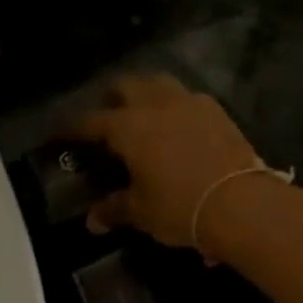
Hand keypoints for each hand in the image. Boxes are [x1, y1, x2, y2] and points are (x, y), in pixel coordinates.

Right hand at [70, 75, 263, 248]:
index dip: (72, 127)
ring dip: (145, 92)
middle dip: (111, 97)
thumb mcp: (142, 211)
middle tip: (106, 116)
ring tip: (143, 112)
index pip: (90, 121)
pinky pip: (187, 97)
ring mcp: (188, 101)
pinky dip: (176, 105)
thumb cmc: (180, 206)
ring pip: (158, 82)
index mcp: (128, 126)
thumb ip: (115, 209)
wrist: (241, 202)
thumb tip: (93, 220)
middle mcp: (154, 104)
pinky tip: (179, 123)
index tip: (61, 132)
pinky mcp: (215, 109)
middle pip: (125, 85)